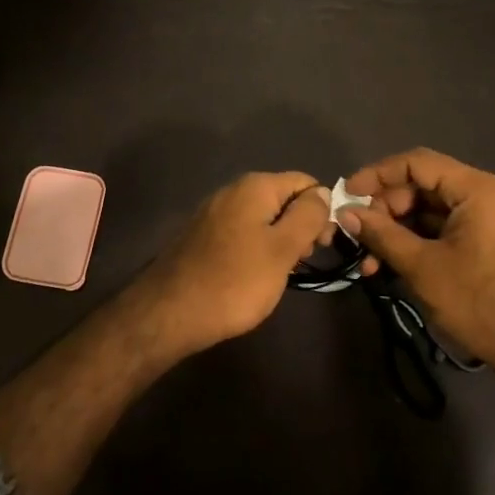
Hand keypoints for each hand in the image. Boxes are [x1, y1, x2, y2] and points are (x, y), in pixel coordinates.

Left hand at [134, 171, 330, 356]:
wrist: (169, 312)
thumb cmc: (235, 280)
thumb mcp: (282, 249)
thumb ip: (308, 216)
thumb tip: (322, 192)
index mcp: (255, 186)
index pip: (305, 182)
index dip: (322, 210)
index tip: (324, 245)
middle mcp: (233, 191)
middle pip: (284, 199)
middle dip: (302, 227)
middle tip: (303, 261)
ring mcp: (215, 213)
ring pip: (264, 218)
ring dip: (280, 241)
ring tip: (281, 273)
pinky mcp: (204, 236)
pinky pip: (243, 233)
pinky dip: (257, 249)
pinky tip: (255, 276)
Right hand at [343, 148, 494, 372]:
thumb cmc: (481, 304)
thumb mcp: (423, 268)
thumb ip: (382, 234)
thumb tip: (345, 213)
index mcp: (480, 189)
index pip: (418, 163)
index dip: (377, 175)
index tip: (348, 195)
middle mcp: (493, 194)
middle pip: (427, 186)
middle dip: (388, 209)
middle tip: (360, 236)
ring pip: (438, 210)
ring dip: (402, 230)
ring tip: (372, 261)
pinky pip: (454, 228)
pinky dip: (425, 241)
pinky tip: (400, 264)